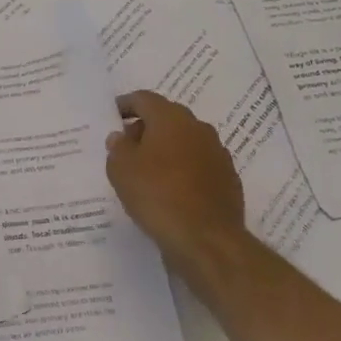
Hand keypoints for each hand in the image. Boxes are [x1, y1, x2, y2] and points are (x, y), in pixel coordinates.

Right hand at [105, 91, 248, 280]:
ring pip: (185, 142)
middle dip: (146, 128)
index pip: (144, 99)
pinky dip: (182, 170)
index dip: (126, 105)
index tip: (113, 115)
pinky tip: (170, 191)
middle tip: (126, 146)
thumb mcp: (121, 169)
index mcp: (171, 118)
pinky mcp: (227, 180)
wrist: (206, 240)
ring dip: (166, 150)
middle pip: (167, 118)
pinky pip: (198, 165)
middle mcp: (198, 128)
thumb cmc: (157, 195)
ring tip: (147, 171)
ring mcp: (217, 154)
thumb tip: (122, 137)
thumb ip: (118, 147)